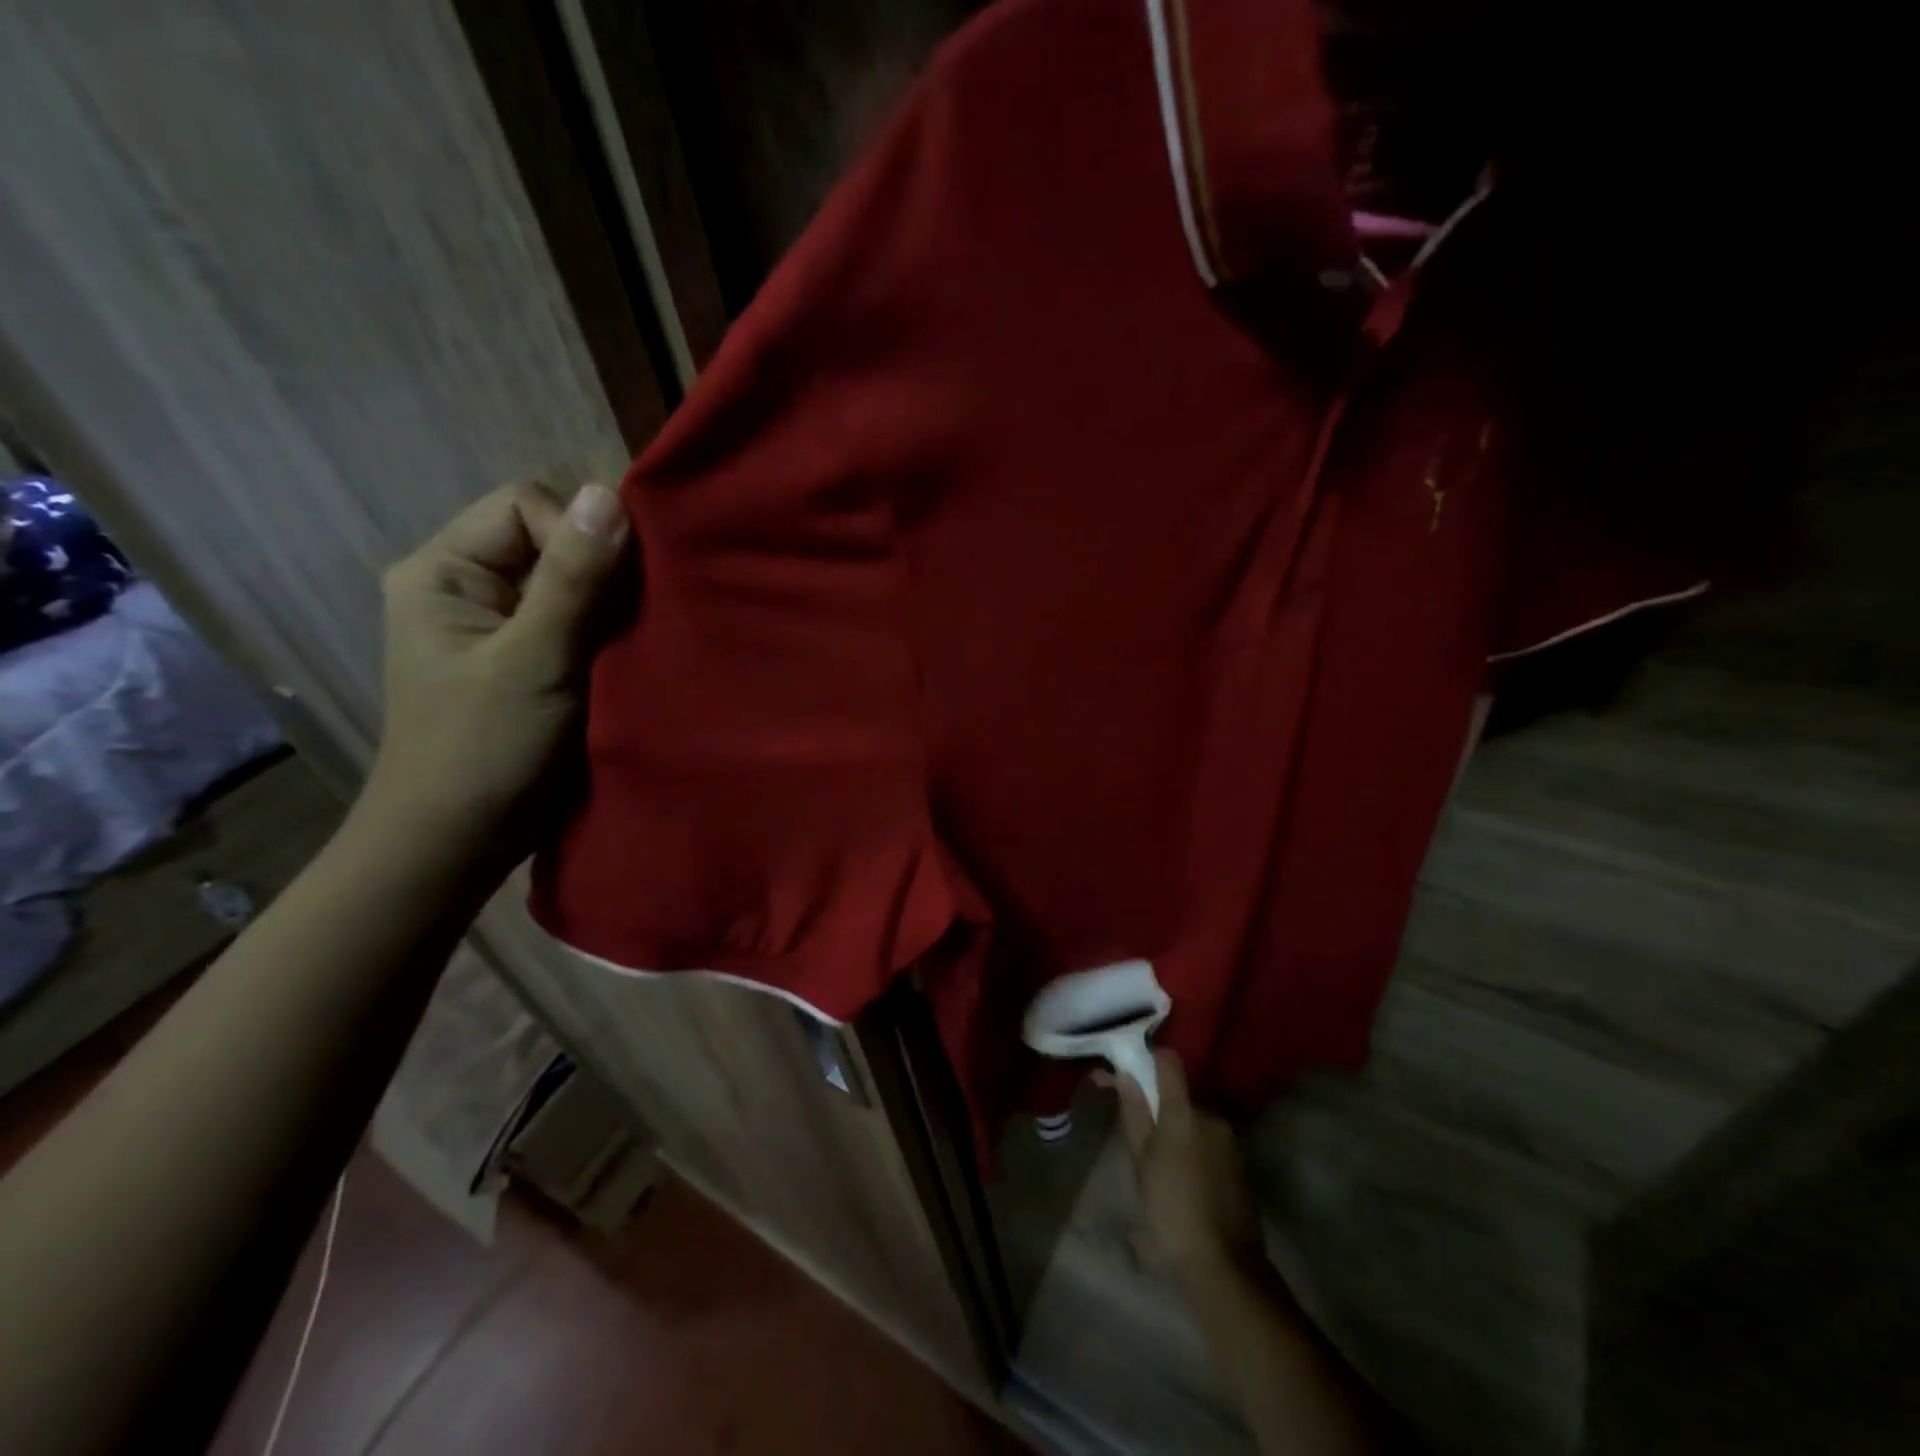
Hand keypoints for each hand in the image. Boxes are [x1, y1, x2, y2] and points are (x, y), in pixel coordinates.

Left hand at [364, 481, 632, 856]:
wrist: (460, 841)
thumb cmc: (485, 748)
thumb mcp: (533, 660)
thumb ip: (572, 580)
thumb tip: (609, 494)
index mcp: (443, 570)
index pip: (525, 506)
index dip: (577, 535)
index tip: (611, 591)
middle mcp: (469, 587)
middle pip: (551, 542)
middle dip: (602, 573)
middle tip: (633, 619)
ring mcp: (501, 626)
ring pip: (572, 586)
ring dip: (611, 608)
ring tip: (636, 642)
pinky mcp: (531, 661)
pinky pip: (579, 624)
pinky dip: (609, 635)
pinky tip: (630, 658)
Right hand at [1104, 1050, 1263, 1282]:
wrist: (1225, 1268)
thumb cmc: (1171, 1212)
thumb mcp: (1141, 1164)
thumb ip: (1134, 1115)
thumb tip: (1125, 1075)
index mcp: (1183, 1112)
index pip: (1169, 1061)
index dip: (1150, 1059)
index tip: (1131, 1072)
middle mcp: (1211, 1116)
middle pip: (1180, 1098)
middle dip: (1160, 1110)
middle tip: (1140, 1142)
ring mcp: (1230, 1142)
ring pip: (1195, 1123)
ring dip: (1178, 1134)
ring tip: (1161, 1171)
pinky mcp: (1240, 1165)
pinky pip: (1210, 1144)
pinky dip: (1195, 1153)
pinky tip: (1184, 1184)